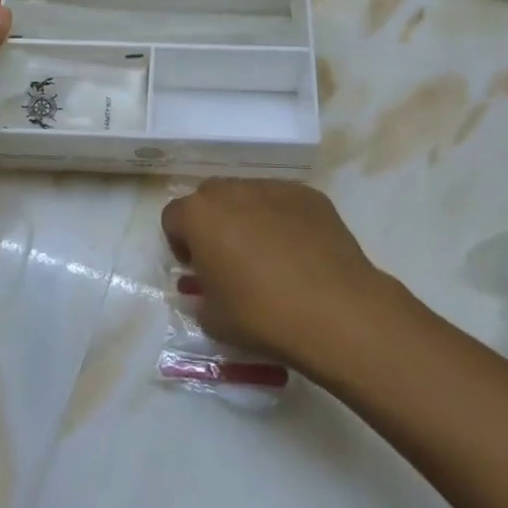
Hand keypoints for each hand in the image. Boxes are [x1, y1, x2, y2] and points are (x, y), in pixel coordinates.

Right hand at [160, 180, 385, 369]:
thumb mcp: (213, 319)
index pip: (173, 217)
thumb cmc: (261, 315)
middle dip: (212, 223)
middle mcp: (233, 191)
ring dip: (247, 218)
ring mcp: (274, 188)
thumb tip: (207, 290)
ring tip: (268, 256)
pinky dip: (283, 220)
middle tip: (227, 259)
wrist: (334, 310)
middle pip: (210, 198)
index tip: (195, 269)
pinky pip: (284, 203)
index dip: (179, 243)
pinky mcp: (310, 196)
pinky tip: (299, 253)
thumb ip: (200, 298)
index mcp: (200, 215)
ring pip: (249, 196)